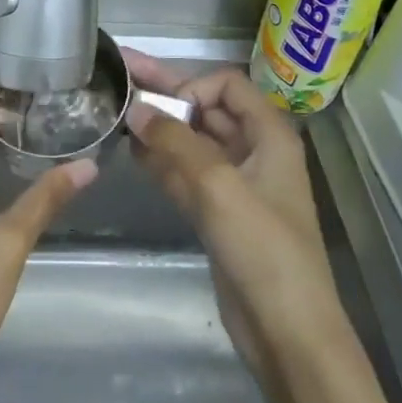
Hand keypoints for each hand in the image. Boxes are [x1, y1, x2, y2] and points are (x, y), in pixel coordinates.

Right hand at [123, 54, 345, 379]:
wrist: (286, 331)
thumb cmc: (263, 249)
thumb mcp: (219, 187)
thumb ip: (175, 143)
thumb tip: (135, 110)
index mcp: (269, 135)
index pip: (226, 86)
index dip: (192, 88)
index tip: (161, 112)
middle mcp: (253, 151)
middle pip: (205, 110)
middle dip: (165, 94)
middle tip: (121, 72)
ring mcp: (233, 183)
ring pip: (191, 142)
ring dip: (158, 128)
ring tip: (115, 113)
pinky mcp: (217, 212)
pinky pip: (184, 173)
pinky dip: (160, 160)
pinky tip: (131, 151)